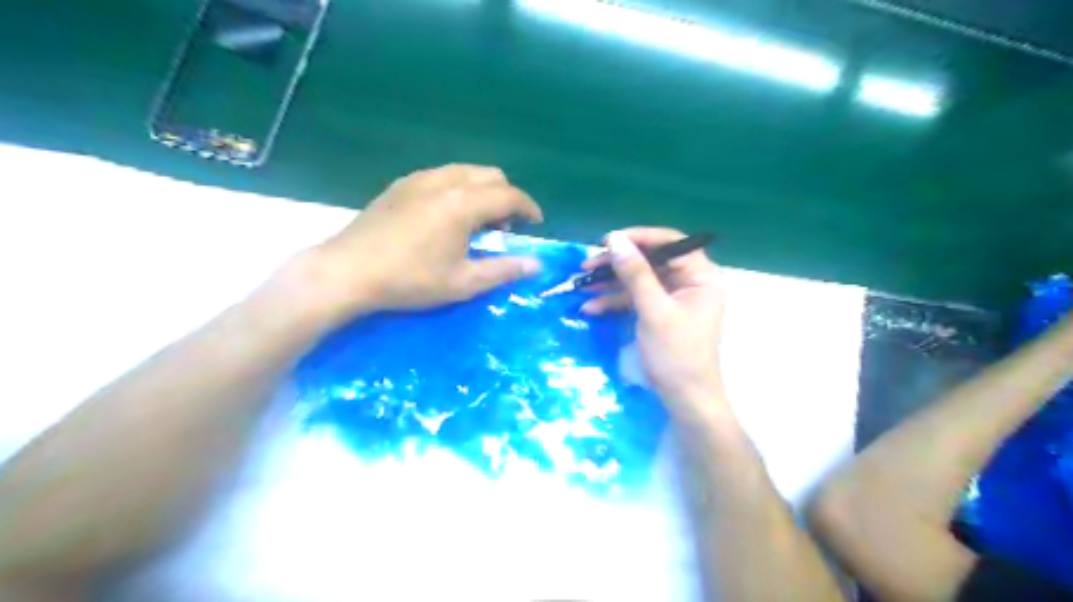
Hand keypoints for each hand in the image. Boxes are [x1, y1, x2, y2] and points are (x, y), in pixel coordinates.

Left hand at [299, 163, 544, 321]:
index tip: (536, 225)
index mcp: (463, 203)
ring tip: (478, 221)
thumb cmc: (409, 280)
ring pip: (466, 171)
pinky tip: (448, 215)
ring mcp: (419, 178)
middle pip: (491, 175)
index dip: (529, 208)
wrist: (347, 271)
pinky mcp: (401, 184)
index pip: (509, 195)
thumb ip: (503, 270)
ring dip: (483, 190)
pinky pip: (443, 175)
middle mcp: (445, 181)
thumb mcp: (462, 282)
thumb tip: (537, 265)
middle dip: (507, 197)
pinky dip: (459, 188)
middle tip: (505, 227)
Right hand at [584, 229, 723, 420]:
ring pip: (640, 280)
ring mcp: (674, 298)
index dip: (639, 238)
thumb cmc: (676, 355)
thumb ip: (635, 273)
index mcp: (701, 276)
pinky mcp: (660, 312)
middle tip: (588, 265)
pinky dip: (615, 302)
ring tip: (581, 285)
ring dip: (611, 283)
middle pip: (651, 260)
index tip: (608, 241)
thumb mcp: (653, 311)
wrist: (683, 399)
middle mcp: (690, 282)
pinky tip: (591, 307)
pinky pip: (636, 298)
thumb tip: (615, 239)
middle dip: (618, 264)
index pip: (670, 243)